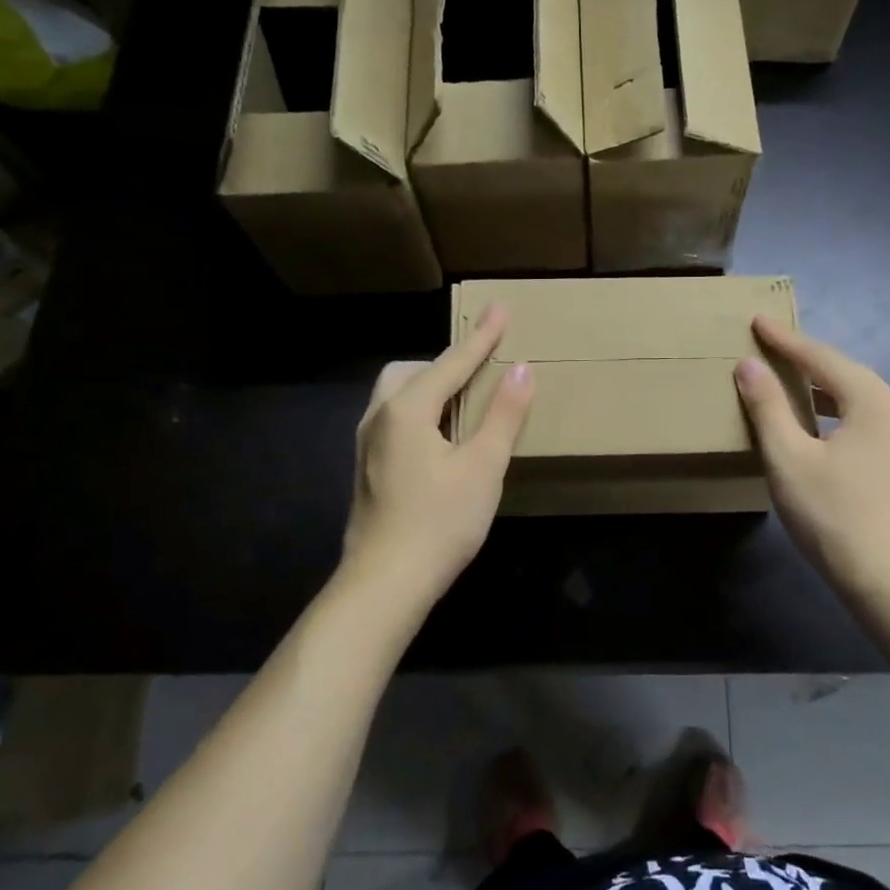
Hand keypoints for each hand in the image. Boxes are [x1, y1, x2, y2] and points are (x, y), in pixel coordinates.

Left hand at [340, 305, 534, 609]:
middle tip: (479, 373)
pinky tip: (438, 441)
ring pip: (396, 396)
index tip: (500, 307)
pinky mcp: (366, 470)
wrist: (385, 583)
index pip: (452, 362)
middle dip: (445, 364)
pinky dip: (418, 413)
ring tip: (462, 405)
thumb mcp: (484, 466)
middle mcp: (379, 417)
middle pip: (411, 371)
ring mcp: (366, 445)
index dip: (482, 336)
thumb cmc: (440, 522)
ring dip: (429, 388)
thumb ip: (504, 415)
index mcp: (407, 409)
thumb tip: (522, 369)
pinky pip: (392, 420)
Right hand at [733, 316, 889, 605]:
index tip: (757, 320)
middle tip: (769, 345)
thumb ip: (768, 407)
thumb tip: (749, 366)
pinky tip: (816, 421)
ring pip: (856, 397)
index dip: (786, 340)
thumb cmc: (833, 516)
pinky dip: (835, 410)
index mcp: (875, 402)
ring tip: (786, 379)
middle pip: (844, 373)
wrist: (888, 580)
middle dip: (805, 358)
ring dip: (820, 386)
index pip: (822, 358)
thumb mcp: (789, 459)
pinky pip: (865, 418)